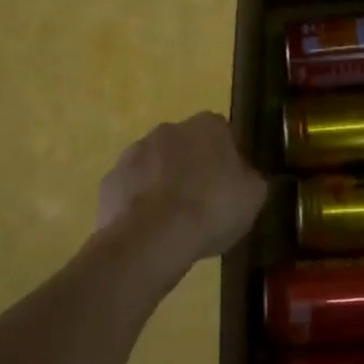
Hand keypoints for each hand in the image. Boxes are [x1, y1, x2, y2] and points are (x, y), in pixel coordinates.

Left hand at [98, 113, 265, 274]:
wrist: (153, 238)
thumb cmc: (212, 208)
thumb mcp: (253, 196)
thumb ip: (250, 179)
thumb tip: (243, 177)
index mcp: (208, 125)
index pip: (223, 133)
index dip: (227, 159)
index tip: (230, 185)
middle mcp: (169, 128)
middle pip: (186, 145)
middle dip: (192, 167)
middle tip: (203, 202)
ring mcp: (134, 152)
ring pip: (155, 165)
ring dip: (163, 184)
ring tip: (174, 222)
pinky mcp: (111, 180)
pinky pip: (131, 189)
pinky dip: (139, 203)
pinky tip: (149, 229)